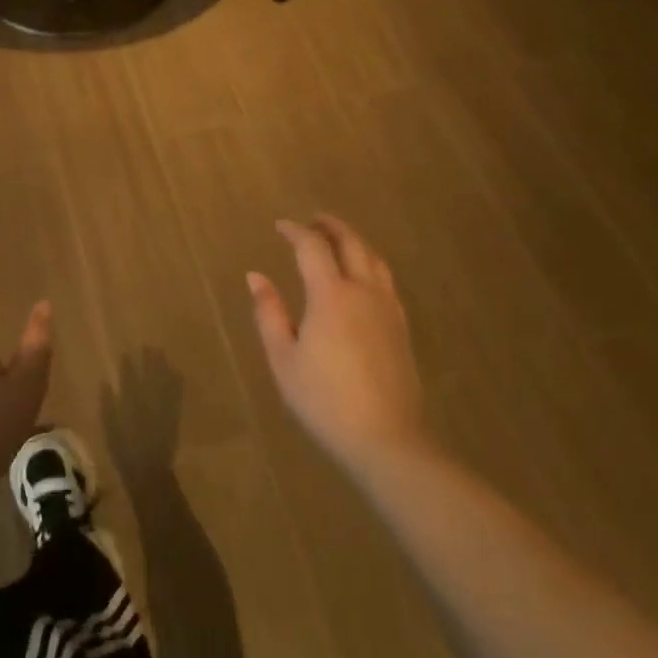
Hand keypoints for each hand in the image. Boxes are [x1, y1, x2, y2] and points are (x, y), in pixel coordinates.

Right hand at [247, 214, 427, 473]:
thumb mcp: (284, 359)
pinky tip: (362, 277)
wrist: (385, 437)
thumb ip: (269, 313)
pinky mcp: (401, 326)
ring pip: (373, 259)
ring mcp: (387, 307)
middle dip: (330, 226)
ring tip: (338, 240)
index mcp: (331, 294)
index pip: (312, 247)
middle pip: (351, 243)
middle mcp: (363, 290)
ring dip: (354, 241)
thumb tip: (256, 276)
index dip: (295, 231)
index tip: (280, 226)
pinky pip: (385, 279)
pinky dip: (370, 264)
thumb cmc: (324, 400)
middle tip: (313, 220)